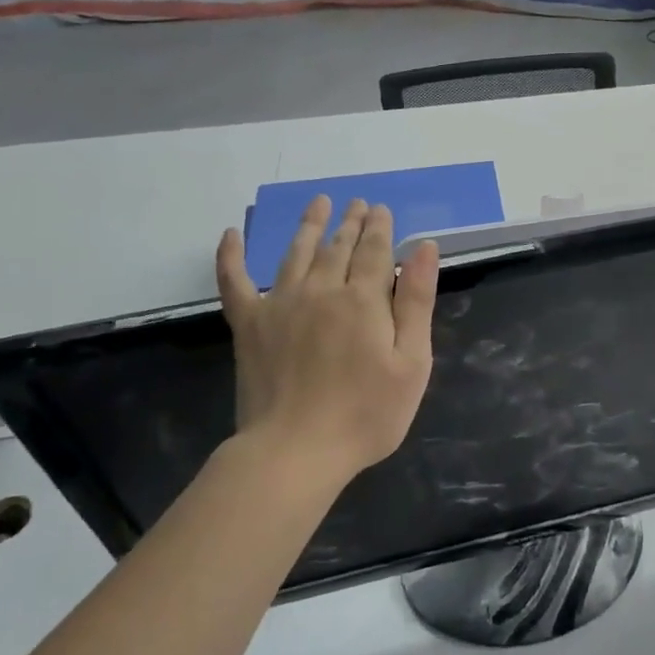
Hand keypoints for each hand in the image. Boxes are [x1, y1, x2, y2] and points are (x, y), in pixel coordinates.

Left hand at [216, 196, 440, 483]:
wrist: (295, 452)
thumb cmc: (365, 414)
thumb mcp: (411, 363)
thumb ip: (417, 301)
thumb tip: (424, 247)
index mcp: (363, 299)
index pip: (374, 250)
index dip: (379, 228)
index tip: (381, 210)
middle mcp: (321, 290)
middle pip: (338, 247)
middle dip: (351, 222)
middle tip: (357, 203)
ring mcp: (279, 304)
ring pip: (296, 253)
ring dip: (309, 226)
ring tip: (319, 203)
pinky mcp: (249, 326)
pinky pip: (235, 282)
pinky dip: (231, 256)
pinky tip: (230, 234)